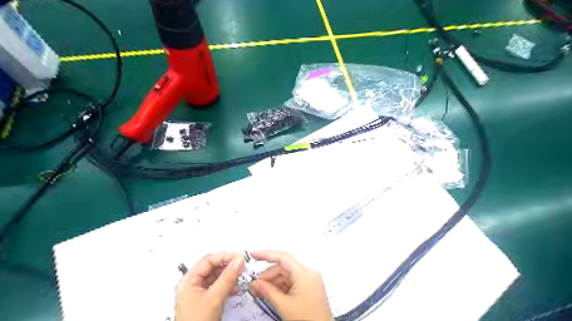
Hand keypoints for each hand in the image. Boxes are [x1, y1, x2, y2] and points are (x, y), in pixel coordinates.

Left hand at [175, 253, 244, 319]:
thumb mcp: (214, 298)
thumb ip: (228, 277)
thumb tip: (239, 260)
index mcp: (189, 281)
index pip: (208, 260)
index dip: (224, 256)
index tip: (239, 257)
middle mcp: (193, 284)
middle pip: (213, 267)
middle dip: (228, 266)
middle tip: (242, 265)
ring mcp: (200, 292)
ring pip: (217, 276)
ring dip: (230, 276)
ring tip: (241, 276)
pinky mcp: (207, 299)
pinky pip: (219, 286)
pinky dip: (228, 285)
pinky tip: (236, 288)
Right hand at [251, 251, 335, 320]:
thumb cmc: (307, 320)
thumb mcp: (284, 306)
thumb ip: (267, 291)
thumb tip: (254, 283)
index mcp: (305, 273)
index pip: (283, 257)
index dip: (266, 254)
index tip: (252, 255)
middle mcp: (308, 273)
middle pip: (283, 267)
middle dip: (268, 275)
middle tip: (254, 285)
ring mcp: (309, 280)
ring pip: (286, 274)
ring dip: (273, 282)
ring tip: (261, 292)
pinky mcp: (308, 287)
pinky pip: (291, 282)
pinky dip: (280, 287)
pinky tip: (271, 294)